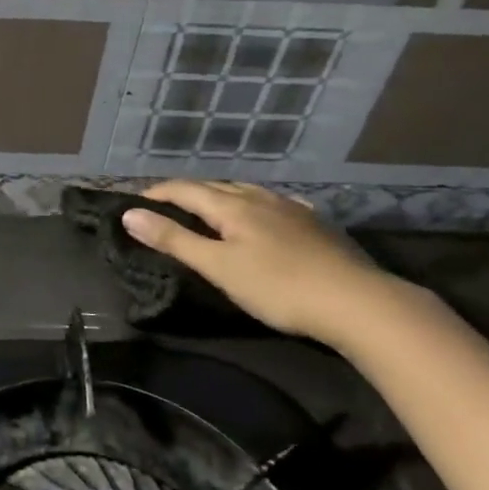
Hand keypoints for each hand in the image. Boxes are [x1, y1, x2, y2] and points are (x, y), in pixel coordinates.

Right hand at [121, 181, 393, 344]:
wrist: (358, 302)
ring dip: (219, 196)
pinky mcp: (316, 224)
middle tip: (164, 206)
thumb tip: (130, 214)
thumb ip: (174, 240)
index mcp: (232, 206)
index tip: (134, 202)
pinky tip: (264, 213)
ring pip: (246, 192)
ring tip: (207, 208)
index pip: (184, 190)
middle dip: (185, 193)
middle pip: (214, 187)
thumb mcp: (218, 267)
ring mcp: (291, 208)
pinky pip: (274, 203)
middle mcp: (260, 198)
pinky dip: (254, 205)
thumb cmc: (279, 287)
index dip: (157, 193)